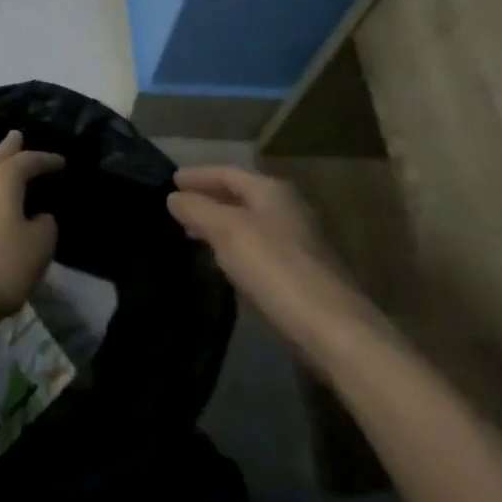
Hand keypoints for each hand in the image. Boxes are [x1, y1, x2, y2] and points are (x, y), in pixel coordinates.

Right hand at [166, 165, 389, 367]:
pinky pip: (257, 246)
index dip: (196, 175)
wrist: (332, 328)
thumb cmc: (274, 267)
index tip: (169, 180)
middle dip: (208, 198)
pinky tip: (221, 260)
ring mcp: (298, 241)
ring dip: (219, 223)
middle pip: (240, 195)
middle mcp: (288, 209)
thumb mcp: (226, 231)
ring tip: (191, 232)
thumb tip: (174, 197)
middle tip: (176, 207)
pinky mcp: (301, 271)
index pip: (226, 172)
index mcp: (272, 191)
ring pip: (248, 222)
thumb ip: (196, 209)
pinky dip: (234, 245)